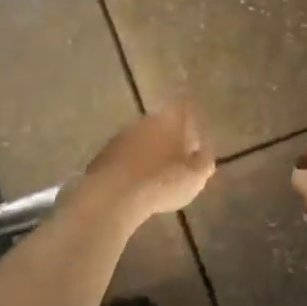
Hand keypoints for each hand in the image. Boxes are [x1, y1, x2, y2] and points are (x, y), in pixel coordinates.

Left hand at [80, 105, 214, 221]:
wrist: (113, 195)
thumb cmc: (162, 182)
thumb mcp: (196, 176)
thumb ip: (204, 161)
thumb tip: (204, 152)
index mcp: (169, 119)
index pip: (183, 110)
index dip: (191, 124)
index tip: (195, 142)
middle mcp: (144, 121)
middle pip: (161, 124)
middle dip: (170, 139)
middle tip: (178, 161)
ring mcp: (120, 137)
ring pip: (141, 140)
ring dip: (149, 153)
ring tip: (157, 177)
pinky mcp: (103, 155)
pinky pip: (124, 158)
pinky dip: (132, 167)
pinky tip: (136, 186)